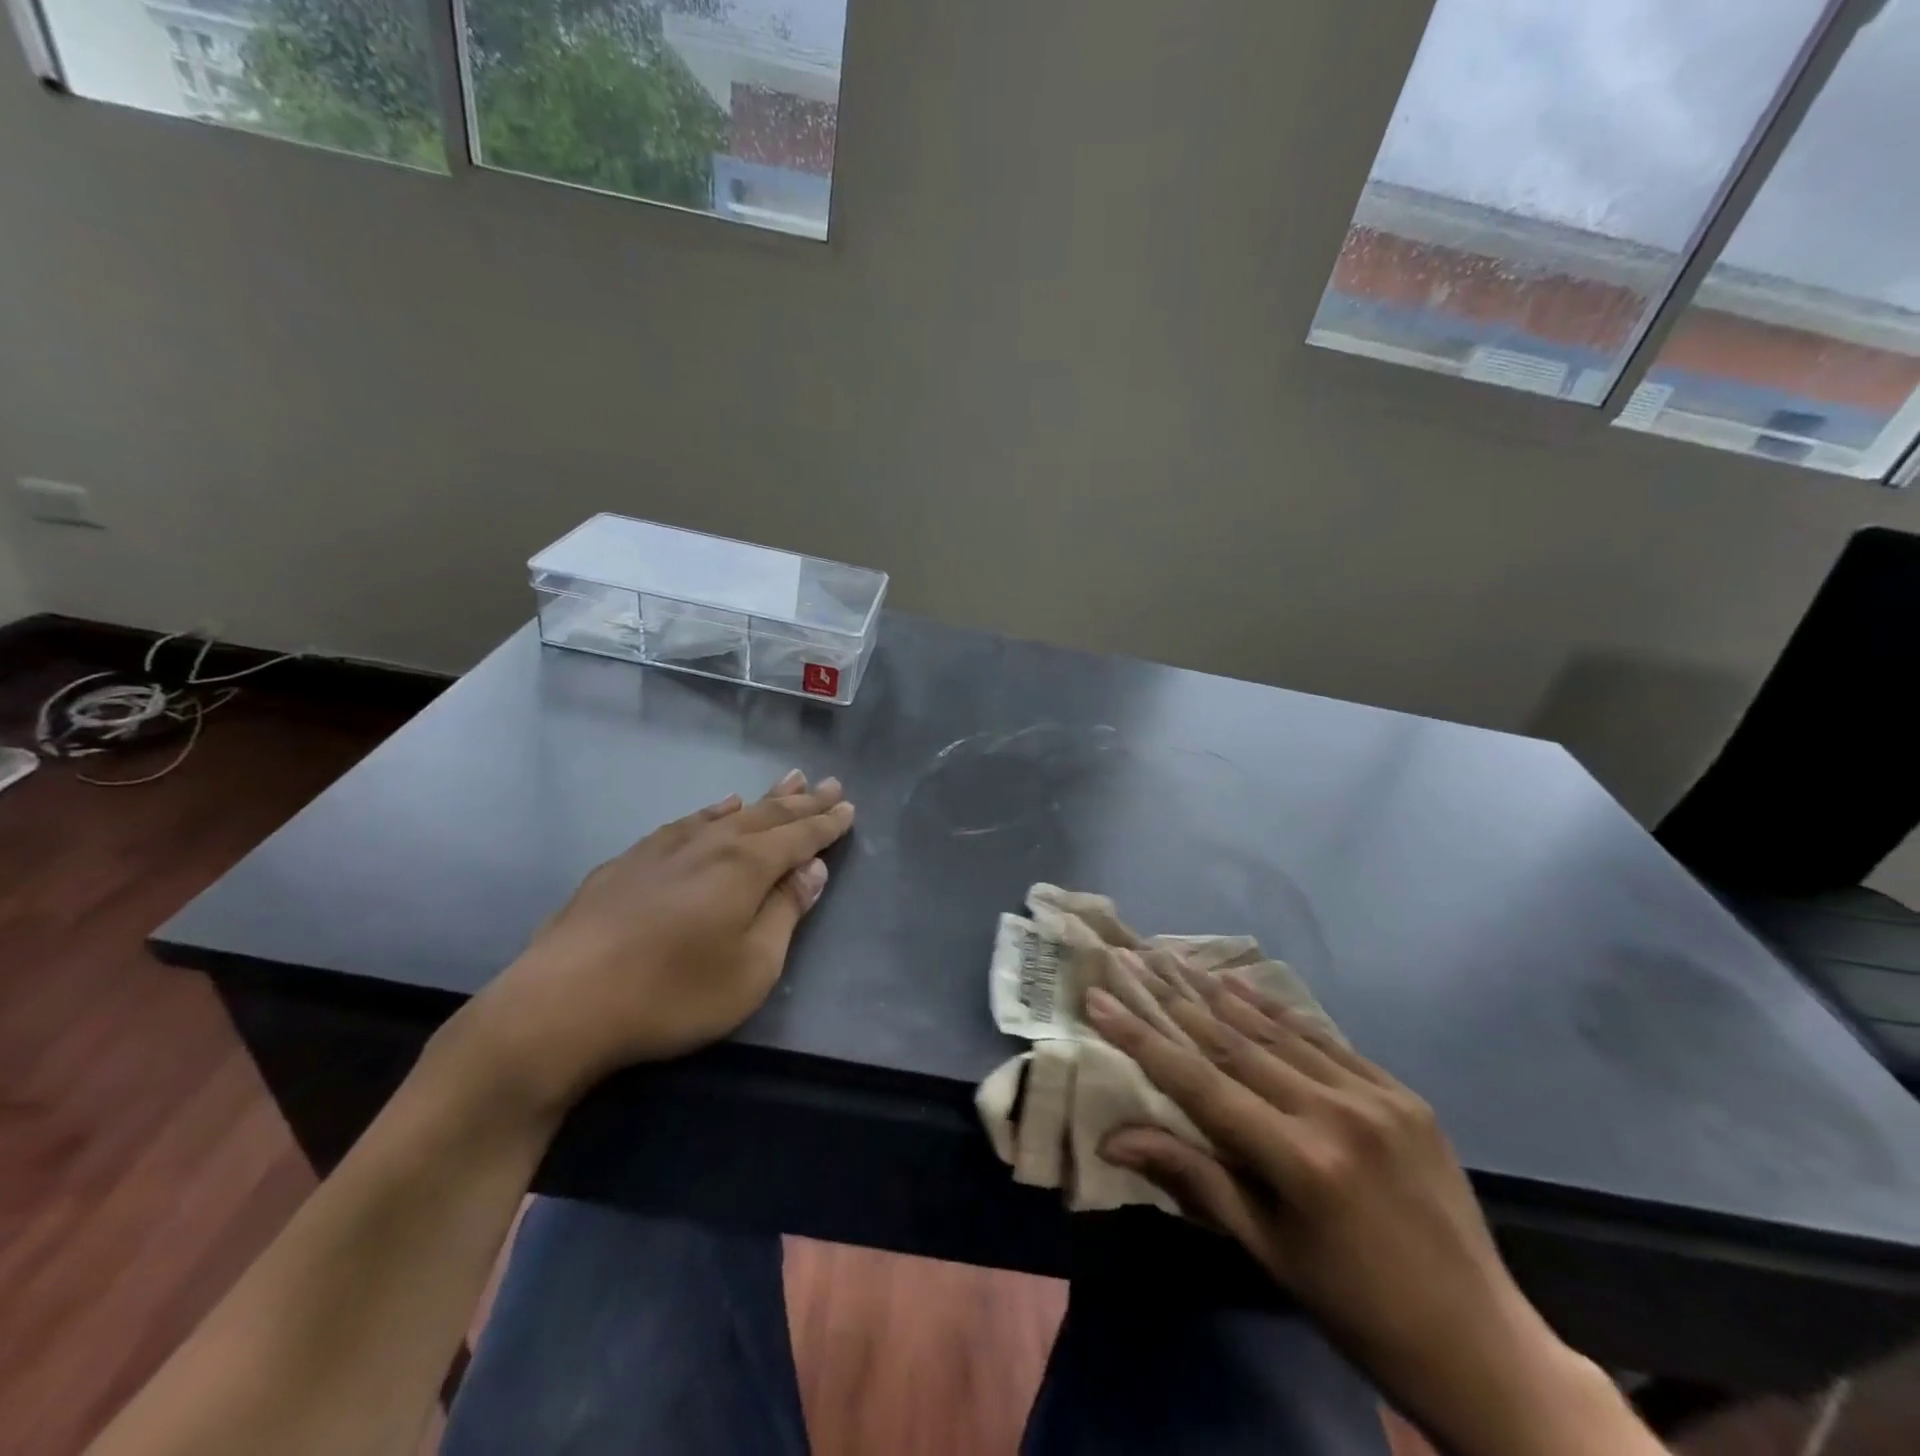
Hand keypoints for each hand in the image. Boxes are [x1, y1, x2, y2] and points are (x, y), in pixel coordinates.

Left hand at [458, 770, 854, 1112]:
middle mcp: (710, 844)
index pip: (799, 837)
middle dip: (803, 802)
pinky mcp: (629, 861)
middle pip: (767, 816)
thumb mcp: (751, 968)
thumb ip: (785, 913)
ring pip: (728, 813)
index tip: (848, 807)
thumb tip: (812, 869)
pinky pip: (688, 822)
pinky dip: (713, 811)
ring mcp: (665, 847)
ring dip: (763, 799)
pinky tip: (718, 808)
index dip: (827, 824)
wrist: (562, 1003)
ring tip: (788, 781)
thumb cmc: (672, 993)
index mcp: (745, 867)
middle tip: (828, 784)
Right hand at [1087, 964, 1659, 1455]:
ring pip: (1275, 1031)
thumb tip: (1113, 1138)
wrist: (1484, 1346)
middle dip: (1172, 997)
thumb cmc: (1357, 1310)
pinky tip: (1241, 984)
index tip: (1098, 996)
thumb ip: (1193, 1178)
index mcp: (1300, 1162)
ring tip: (1173, 956)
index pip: (1198, 1082)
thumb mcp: (1268, 1251)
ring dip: (1217, 992)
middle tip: (1131, 956)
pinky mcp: (1402, 1093)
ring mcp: (1375, 1096)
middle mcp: (1335, 1113)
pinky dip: (1276, 1012)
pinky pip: (1323, 1040)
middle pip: (1232, 1041)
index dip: (1141, 1037)